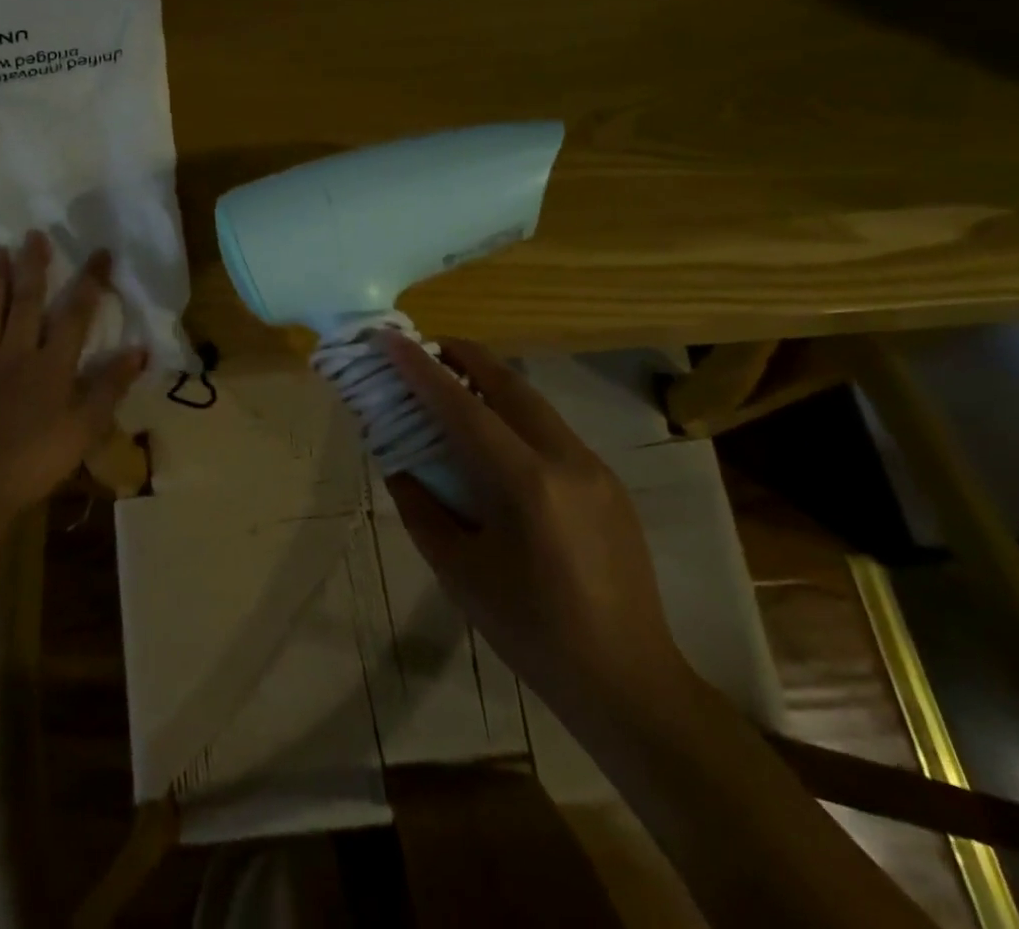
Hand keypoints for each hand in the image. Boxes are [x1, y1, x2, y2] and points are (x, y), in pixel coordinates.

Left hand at [0, 231, 146, 519]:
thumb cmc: (39, 457)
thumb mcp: (87, 425)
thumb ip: (111, 385)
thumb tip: (139, 350)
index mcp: (52, 364)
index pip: (76, 314)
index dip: (90, 281)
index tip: (99, 252)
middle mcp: (17, 355)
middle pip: (26, 304)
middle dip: (33, 268)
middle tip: (33, 234)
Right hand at [378, 335, 689, 713]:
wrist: (628, 680)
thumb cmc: (532, 631)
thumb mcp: (459, 571)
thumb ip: (421, 506)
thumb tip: (399, 461)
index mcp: (526, 483)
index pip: (463, 407)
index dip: (422, 369)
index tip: (391, 338)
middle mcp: (566, 459)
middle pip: (509, 384)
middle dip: (464, 356)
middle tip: (427, 348)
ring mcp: (595, 467)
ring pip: (534, 403)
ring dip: (492, 383)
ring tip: (455, 386)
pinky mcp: (609, 482)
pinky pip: (552, 430)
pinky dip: (516, 416)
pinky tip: (497, 441)